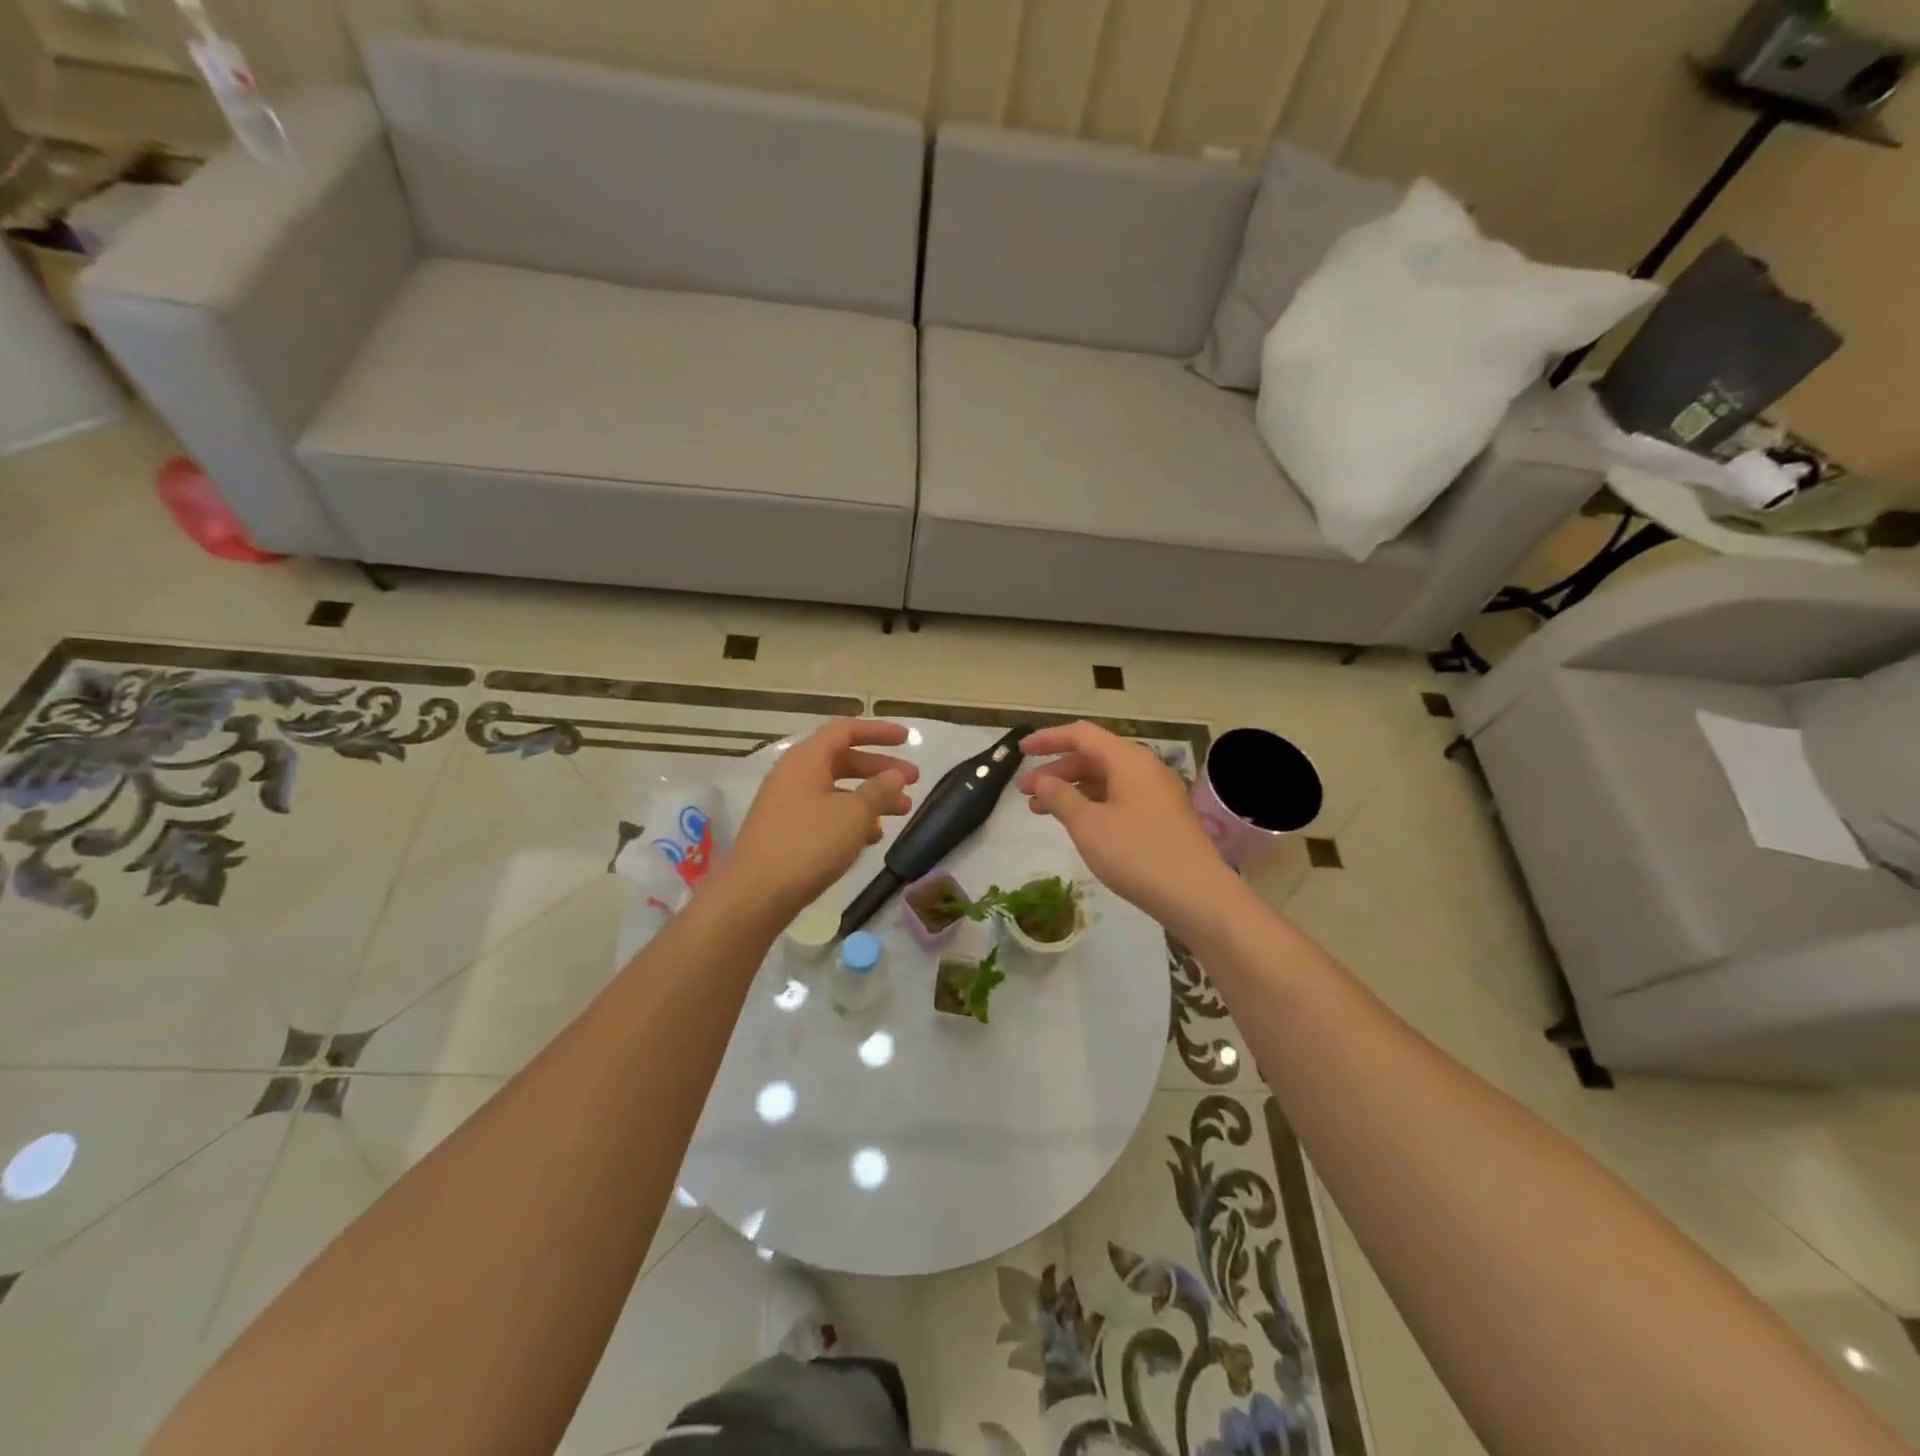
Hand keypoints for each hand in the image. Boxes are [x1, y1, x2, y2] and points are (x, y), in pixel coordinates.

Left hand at [716, 719, 918, 924]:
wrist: (755, 895)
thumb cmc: (808, 844)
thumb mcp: (854, 814)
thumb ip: (880, 790)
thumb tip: (896, 775)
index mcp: (806, 759)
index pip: (845, 730)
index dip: (878, 731)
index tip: (907, 739)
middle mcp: (793, 775)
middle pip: (843, 760)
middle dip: (880, 769)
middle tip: (914, 781)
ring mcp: (787, 804)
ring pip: (836, 789)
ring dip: (870, 797)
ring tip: (902, 812)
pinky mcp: (785, 831)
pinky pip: (825, 813)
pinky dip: (851, 818)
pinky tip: (871, 838)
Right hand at [1018, 722, 1241, 937]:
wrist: (1198, 896)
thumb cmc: (1138, 855)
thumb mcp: (1089, 826)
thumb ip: (1060, 797)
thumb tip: (1042, 780)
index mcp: (1128, 760)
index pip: (1081, 735)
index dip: (1048, 739)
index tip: (1020, 750)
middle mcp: (1144, 768)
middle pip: (1093, 756)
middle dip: (1056, 770)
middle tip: (1025, 792)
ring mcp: (1156, 793)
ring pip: (1105, 779)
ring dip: (1072, 790)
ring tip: (1041, 811)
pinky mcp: (1162, 817)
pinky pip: (1119, 797)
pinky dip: (1092, 804)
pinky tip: (1076, 824)